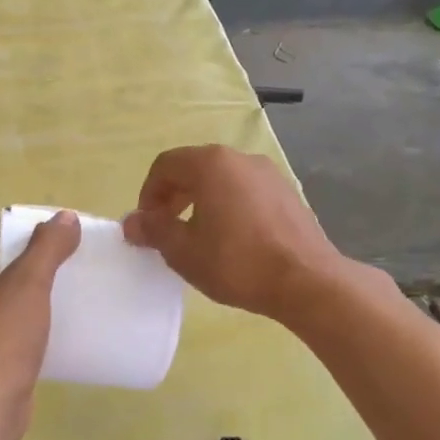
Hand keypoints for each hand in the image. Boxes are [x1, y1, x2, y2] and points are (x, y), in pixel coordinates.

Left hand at [0, 210, 81, 439]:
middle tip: (47, 311)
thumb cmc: (4, 337)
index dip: (17, 275)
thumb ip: (47, 248)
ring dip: (12, 330)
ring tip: (43, 336)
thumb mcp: (31, 283)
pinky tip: (30, 361)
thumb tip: (66, 217)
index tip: (42, 287)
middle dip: (15, 303)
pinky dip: (8, 355)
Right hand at [121, 146, 344, 320]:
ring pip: (221, 180)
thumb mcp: (184, 251)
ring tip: (197, 236)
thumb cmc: (237, 262)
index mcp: (211, 164)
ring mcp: (269, 174)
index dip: (148, 194)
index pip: (166, 165)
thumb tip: (132, 221)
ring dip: (200, 202)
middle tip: (166, 230)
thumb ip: (153, 230)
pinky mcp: (287, 194)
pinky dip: (227, 206)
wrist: (306, 281)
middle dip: (173, 197)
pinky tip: (230, 239)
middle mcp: (241, 159)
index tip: (147, 225)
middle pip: (194, 168)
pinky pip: (245, 192)